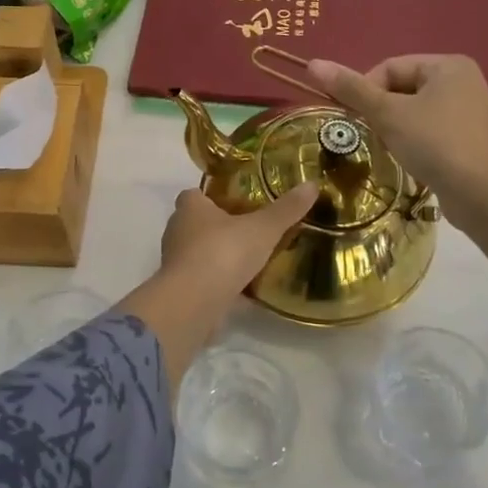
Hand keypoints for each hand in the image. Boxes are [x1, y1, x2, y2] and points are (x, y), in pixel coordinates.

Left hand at [118, 181, 317, 389]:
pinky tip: (243, 290)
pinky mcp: (181, 289)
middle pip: (196, 224)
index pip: (195, 194)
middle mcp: (177, 230)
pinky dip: (218, 283)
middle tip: (249, 231)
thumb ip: (286, 209)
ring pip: (198, 253)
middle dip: (218, 227)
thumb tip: (312, 185)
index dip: (213, 197)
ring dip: (218, 256)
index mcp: (190, 207)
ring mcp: (175, 262)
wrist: (194, 302)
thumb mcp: (263, 228)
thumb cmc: (223, 252)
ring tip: (249, 260)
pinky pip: (202, 280)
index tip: (237, 203)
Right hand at [304, 55, 487, 220]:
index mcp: (447, 65)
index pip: (389, 67)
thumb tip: (312, 63)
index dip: (365, 90)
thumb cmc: (436, 144)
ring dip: (395, 129)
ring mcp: (469, 111)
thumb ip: (351, 89)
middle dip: (381, 112)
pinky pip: (430, 131)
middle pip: (401, 88)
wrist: (486, 196)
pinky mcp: (470, 138)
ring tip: (392, 150)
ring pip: (414, 112)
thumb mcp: (388, 114)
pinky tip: (412, 160)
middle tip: (373, 136)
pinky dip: (414, 142)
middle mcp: (462, 81)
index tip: (355, 119)